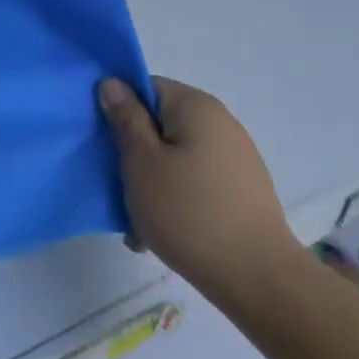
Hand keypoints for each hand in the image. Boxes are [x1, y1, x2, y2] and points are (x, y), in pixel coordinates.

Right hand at [98, 76, 300, 307]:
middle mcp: (220, 123)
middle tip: (116, 188)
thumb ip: (125, 118)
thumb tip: (113, 83)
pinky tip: (162, 231)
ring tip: (138, 221)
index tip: (103, 143)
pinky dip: (174, 198)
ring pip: (175, 156)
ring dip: (151, 182)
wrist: (255, 275)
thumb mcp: (141, 161)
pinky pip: (194, 180)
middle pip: (160, 124)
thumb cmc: (187, 211)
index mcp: (196, 107)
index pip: (146, 87)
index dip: (119, 110)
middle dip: (134, 154)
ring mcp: (235, 156)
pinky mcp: (241, 188)